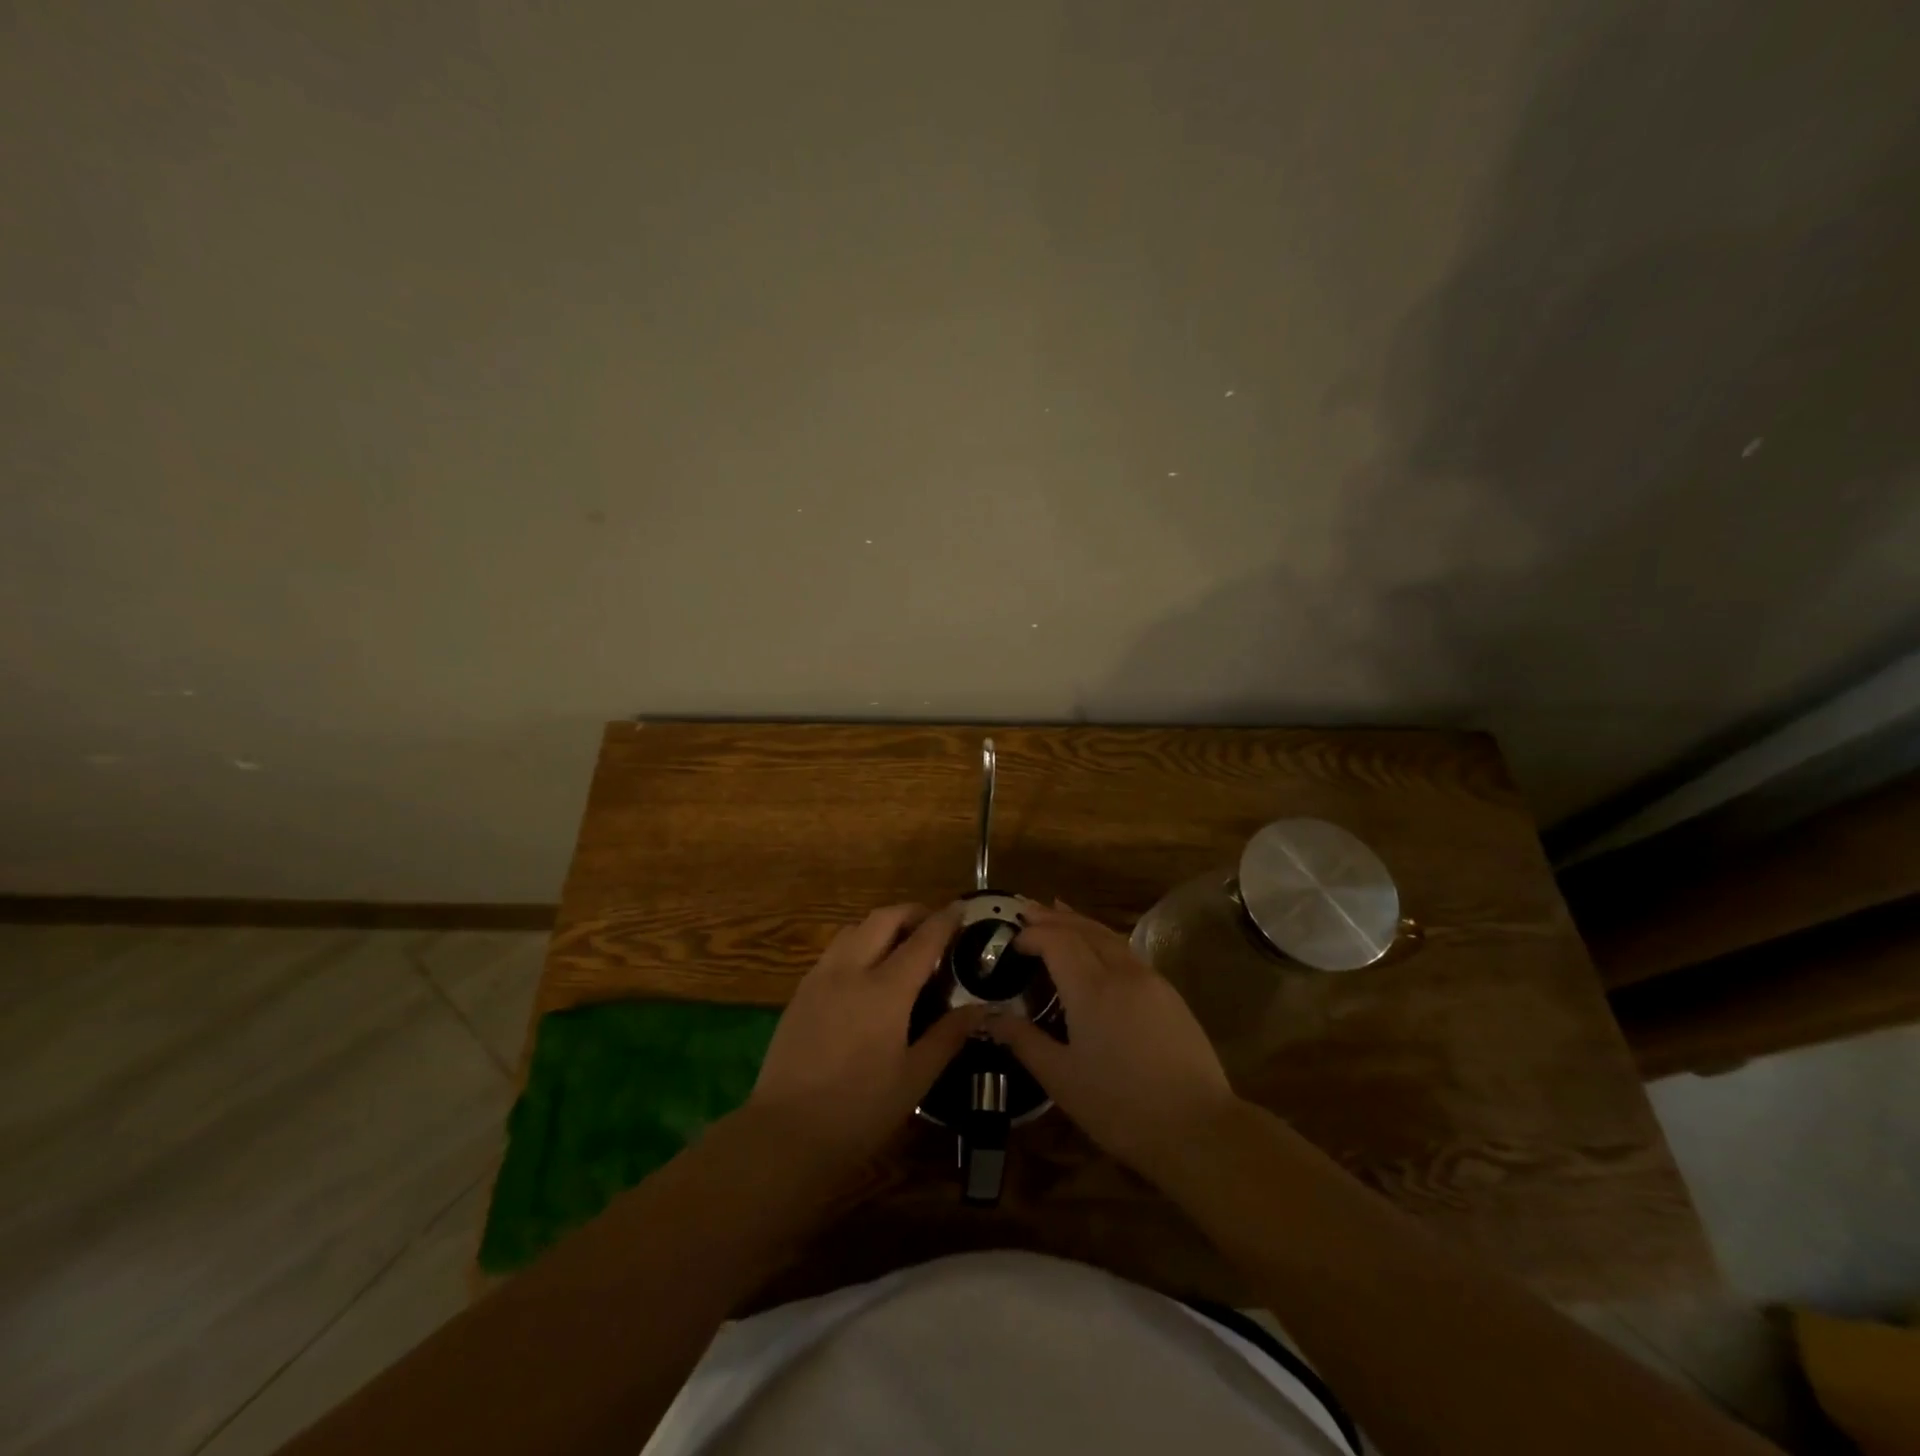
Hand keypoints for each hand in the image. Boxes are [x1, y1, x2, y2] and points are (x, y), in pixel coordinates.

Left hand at [748, 903, 982, 1172]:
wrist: (786, 1133)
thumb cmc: (859, 1110)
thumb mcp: (914, 1078)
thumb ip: (948, 1036)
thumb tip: (982, 1009)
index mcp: (886, 990)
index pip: (923, 939)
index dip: (945, 920)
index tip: (961, 909)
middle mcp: (851, 970)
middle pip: (883, 918)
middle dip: (912, 913)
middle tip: (933, 926)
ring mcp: (820, 977)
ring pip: (854, 928)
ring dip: (881, 925)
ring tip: (899, 945)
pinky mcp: (800, 992)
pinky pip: (833, 950)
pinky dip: (857, 944)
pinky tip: (865, 972)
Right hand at [987, 904, 1237, 1180]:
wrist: (1199, 1128)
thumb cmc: (1121, 1107)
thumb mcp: (1062, 1079)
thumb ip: (1024, 1042)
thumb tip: (990, 1018)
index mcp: (1091, 988)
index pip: (1057, 940)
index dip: (1032, 934)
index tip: (1011, 940)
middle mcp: (1121, 972)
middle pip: (1084, 929)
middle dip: (1053, 918)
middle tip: (1027, 911)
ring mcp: (1150, 980)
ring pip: (1110, 936)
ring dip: (1080, 922)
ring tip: (1059, 912)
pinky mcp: (1169, 994)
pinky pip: (1128, 951)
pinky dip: (1104, 938)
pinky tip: (1099, 948)